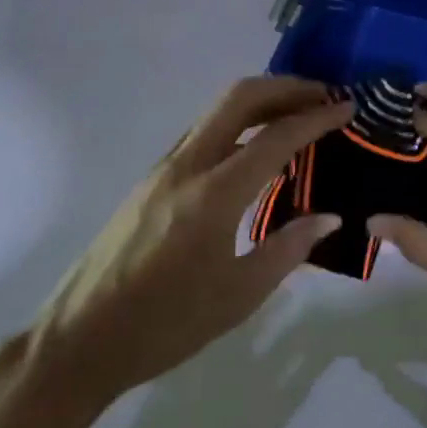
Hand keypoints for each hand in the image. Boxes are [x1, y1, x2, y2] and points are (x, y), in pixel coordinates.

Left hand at [33, 77, 351, 412]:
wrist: (79, 340)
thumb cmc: (165, 325)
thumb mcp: (239, 296)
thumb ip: (288, 249)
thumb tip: (329, 216)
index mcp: (213, 195)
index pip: (275, 138)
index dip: (316, 118)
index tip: (347, 108)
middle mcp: (186, 166)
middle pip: (238, 98)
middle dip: (285, 87)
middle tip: (322, 95)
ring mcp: (163, 169)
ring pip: (216, 110)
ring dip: (260, 101)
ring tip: (296, 113)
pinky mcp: (151, 180)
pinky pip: (203, 133)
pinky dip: (237, 123)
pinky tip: (255, 147)